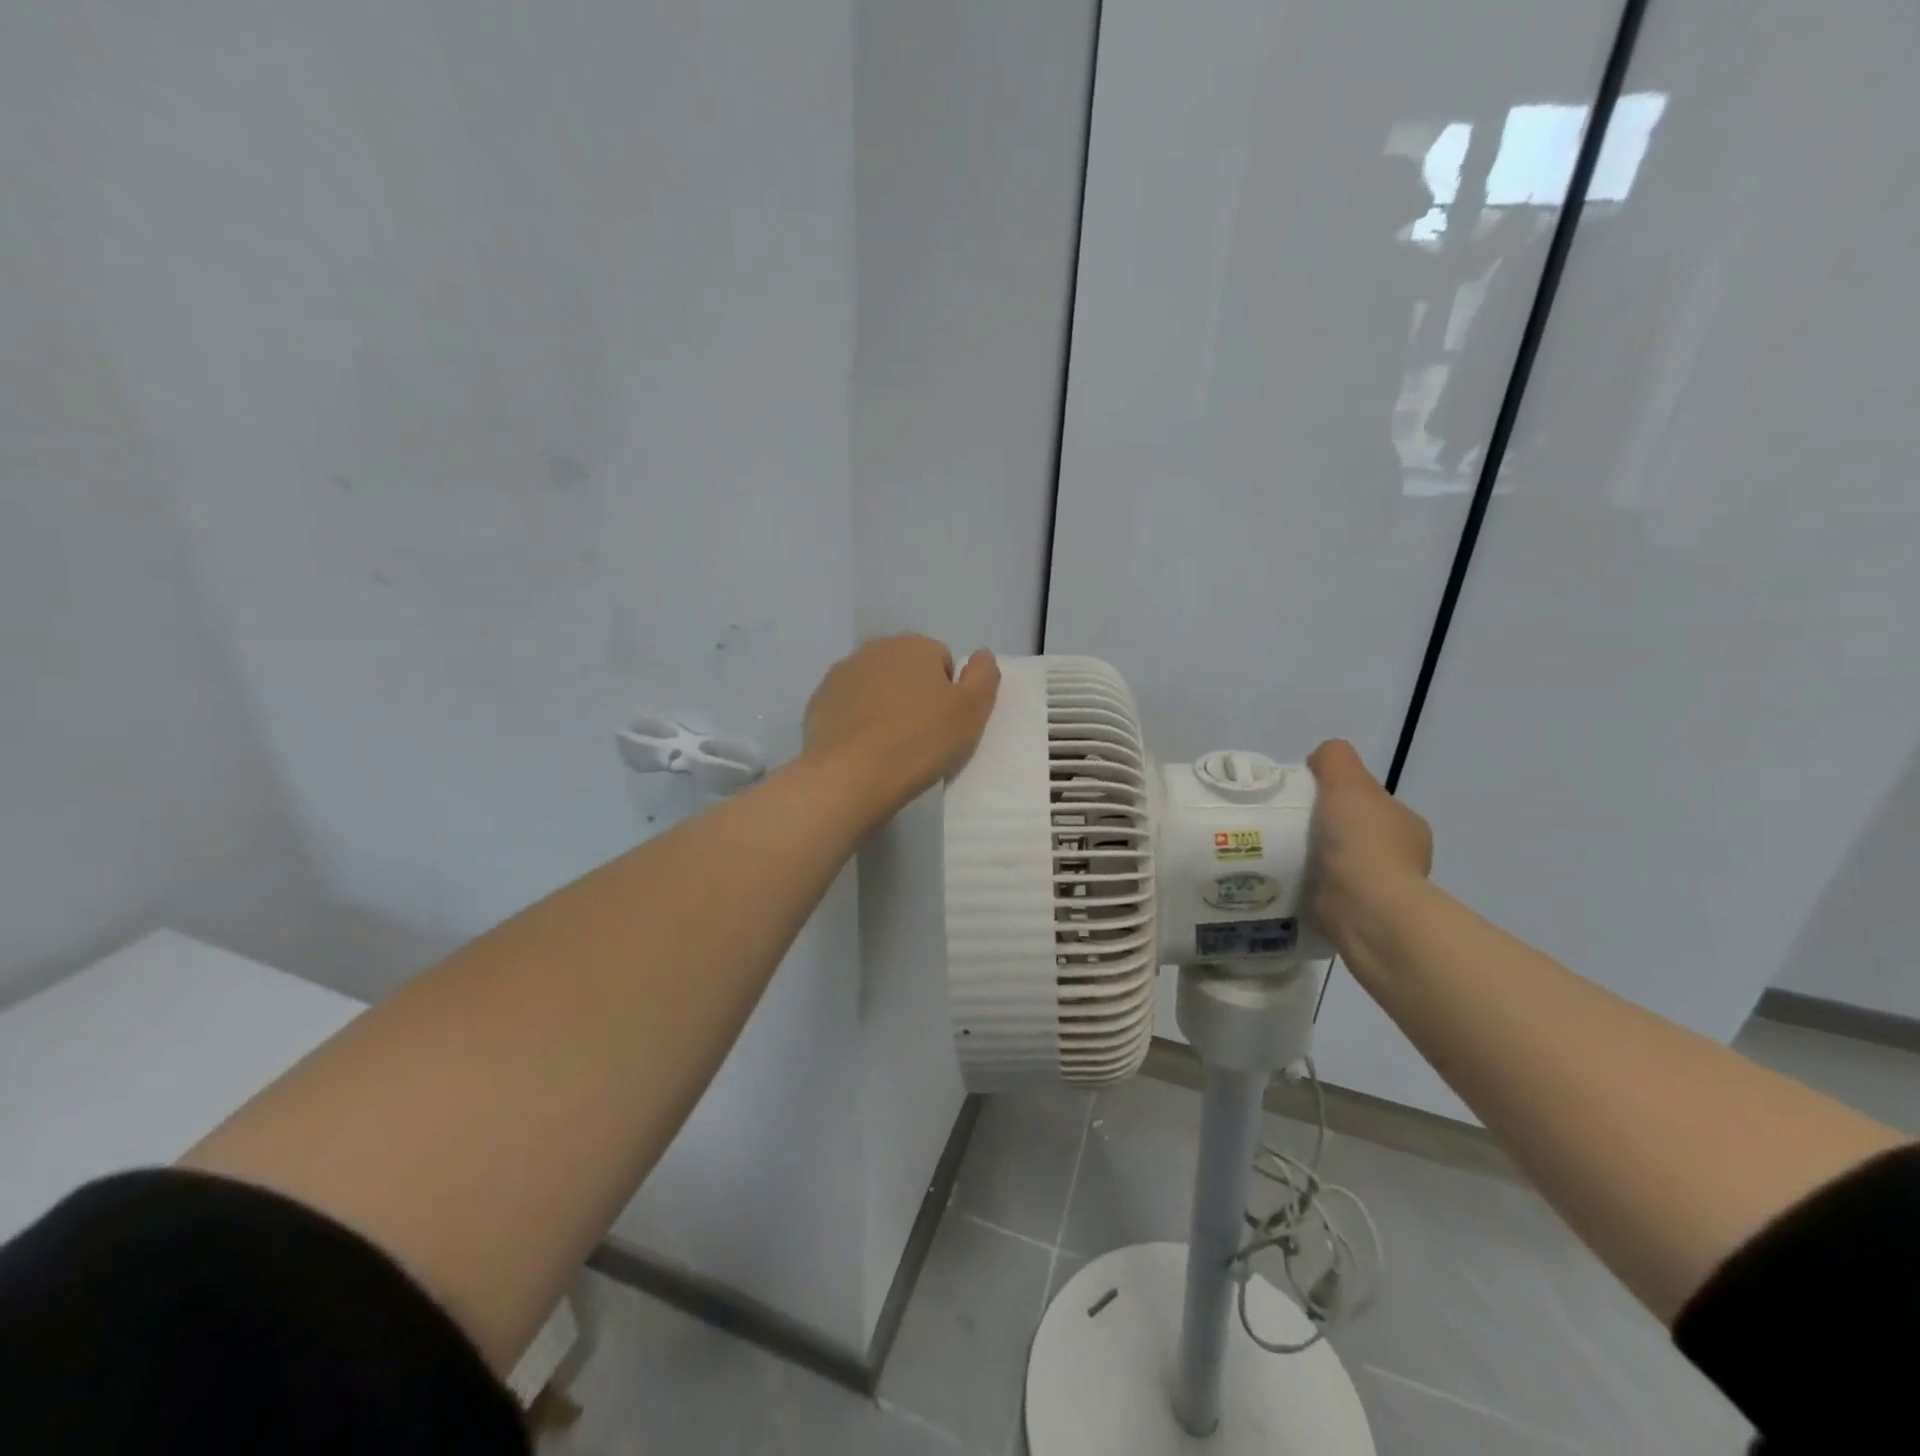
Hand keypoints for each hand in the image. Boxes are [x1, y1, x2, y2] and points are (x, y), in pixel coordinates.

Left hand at [804, 635, 1000, 816]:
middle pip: (906, 671)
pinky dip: (856, 722)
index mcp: (915, 646)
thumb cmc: (920, 742)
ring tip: (890, 746)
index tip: (944, 724)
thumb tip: (981, 654)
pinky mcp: (818, 702)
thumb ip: (984, 676)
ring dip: (883, 707)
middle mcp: (875, 649)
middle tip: (920, 736)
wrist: (851, 775)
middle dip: (914, 695)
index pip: (942, 662)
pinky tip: (862, 750)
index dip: (948, 694)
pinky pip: (848, 707)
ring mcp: (841, 674)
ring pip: (874, 687)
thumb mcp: (971, 712)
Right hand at [1305, 740, 1432, 954]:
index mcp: (1406, 825)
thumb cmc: (1361, 841)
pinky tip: (1286, 880)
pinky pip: (1327, 892)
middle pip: (1351, 832)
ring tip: (1278, 854)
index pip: (1368, 803)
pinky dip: (1309, 886)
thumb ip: (1335, 759)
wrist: (1366, 908)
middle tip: (1286, 827)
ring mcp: (1380, 889)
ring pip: (1339, 864)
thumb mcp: (1347, 781)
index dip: (1338, 797)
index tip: (1306, 801)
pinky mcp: (1357, 914)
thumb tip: (1319, 760)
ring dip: (1313, 860)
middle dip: (1323, 829)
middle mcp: (1400, 857)